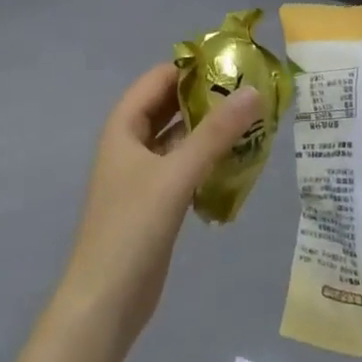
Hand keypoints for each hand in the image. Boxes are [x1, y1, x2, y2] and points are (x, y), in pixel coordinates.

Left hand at [40, 65, 263, 361]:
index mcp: (123, 127)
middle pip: (170, 106)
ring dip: (211, 129)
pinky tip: (239, 160)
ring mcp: (143, 173)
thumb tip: (253, 91)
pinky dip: (208, 158)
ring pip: (180, 137)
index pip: (159, 78)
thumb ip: (215, 134)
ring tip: (255, 120)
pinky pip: (185, 166)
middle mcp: (130, 143)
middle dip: (207, 97)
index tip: (237, 61)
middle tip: (254, 90)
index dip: (193, 66)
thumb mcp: (175, 176)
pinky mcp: (157, 200)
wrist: (106, 301)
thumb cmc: (132, 229)